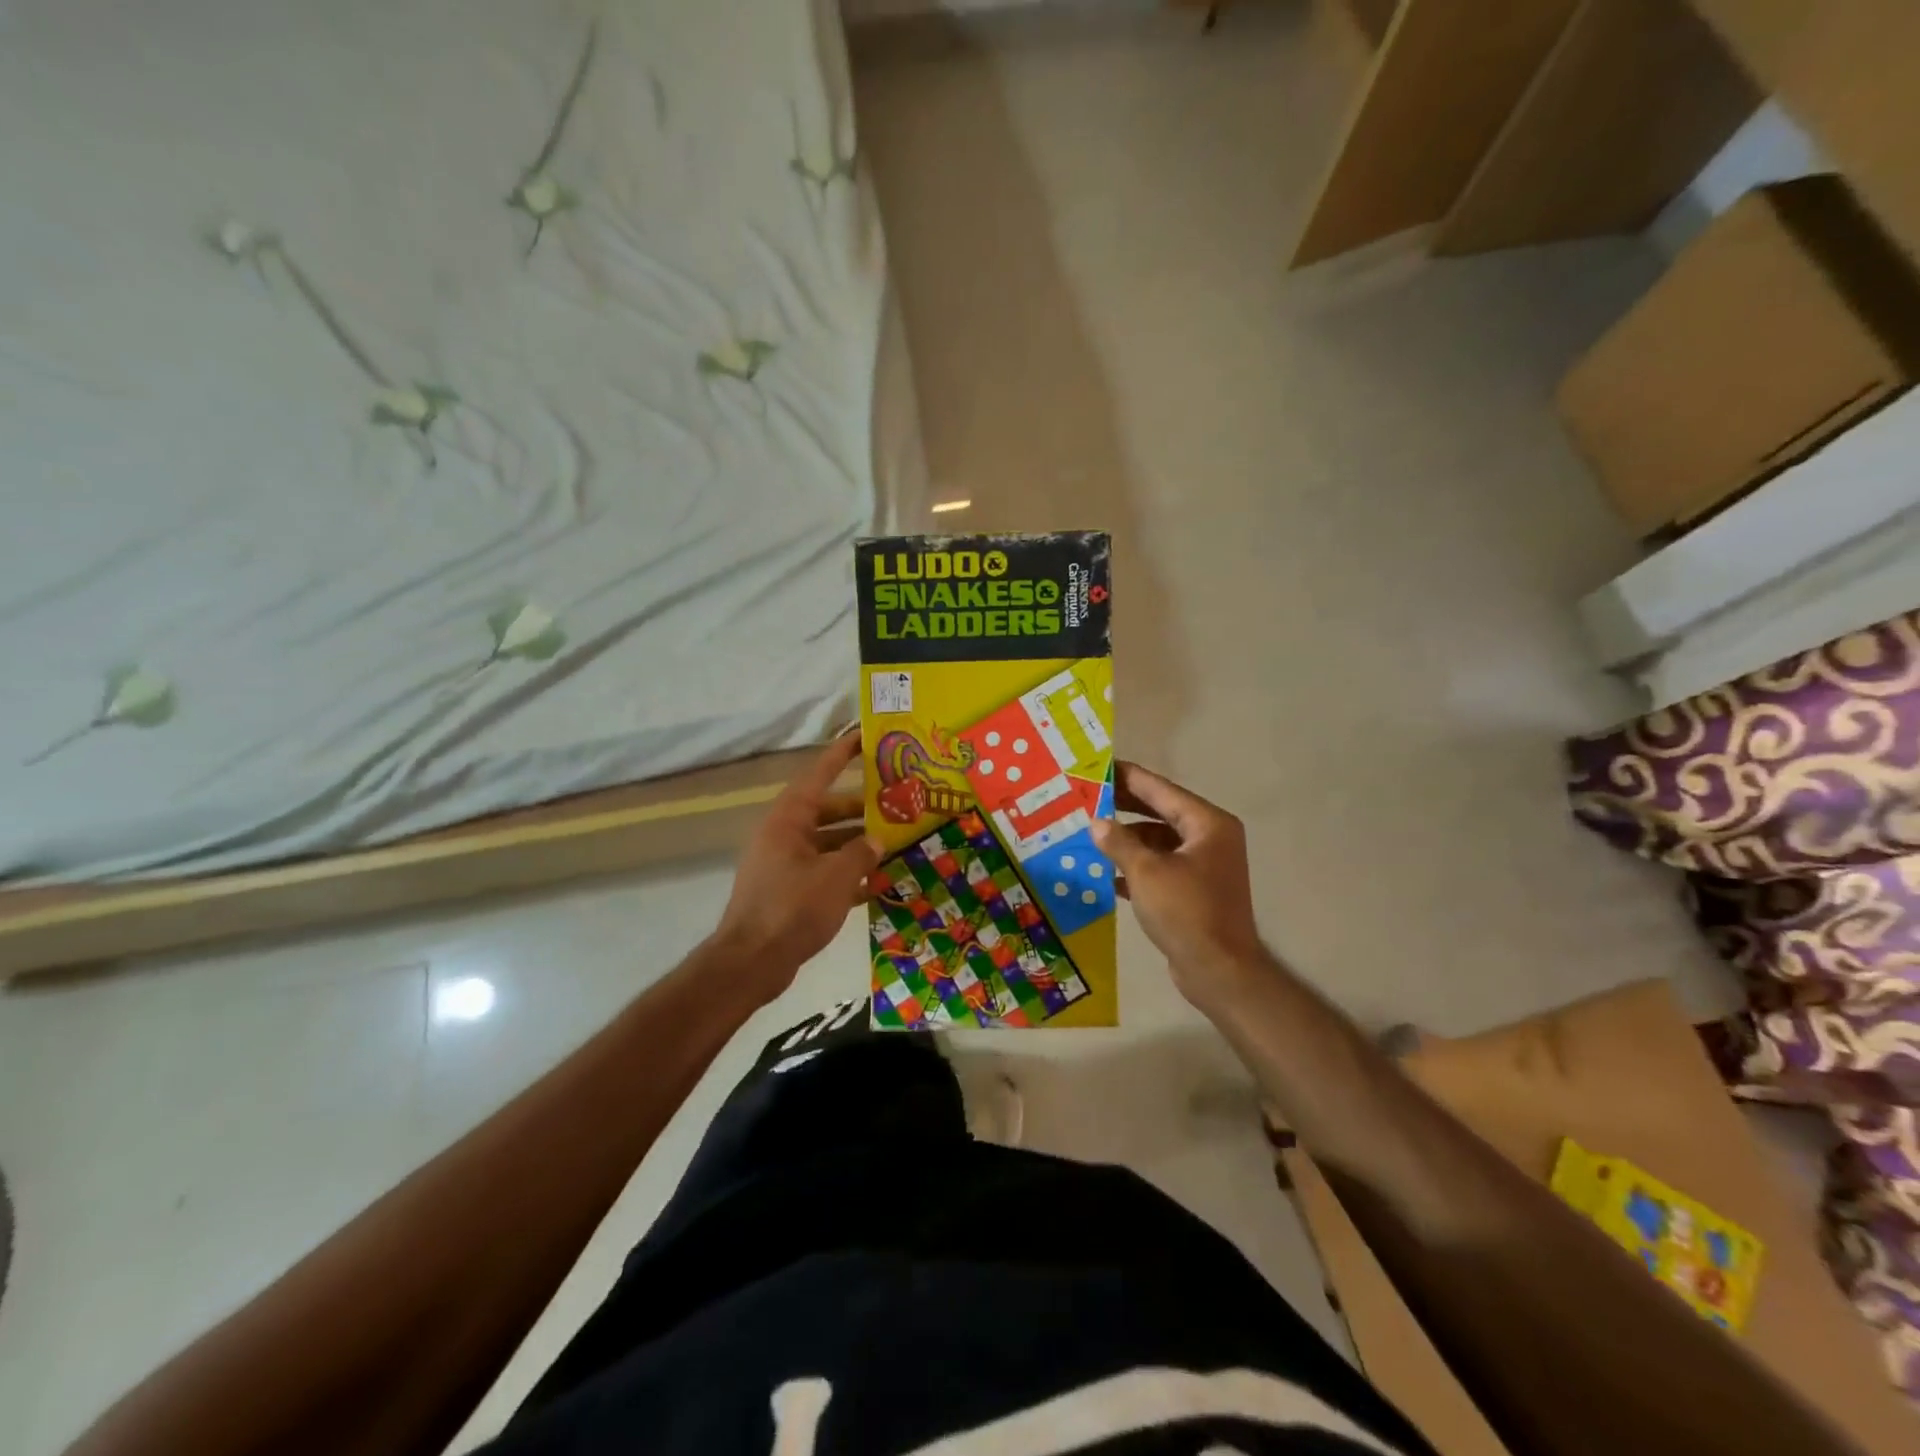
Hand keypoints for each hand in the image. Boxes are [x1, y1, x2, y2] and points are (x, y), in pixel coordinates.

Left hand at [715, 734, 880, 999]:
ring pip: (827, 844)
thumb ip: (861, 853)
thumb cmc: (792, 909)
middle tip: (896, 806)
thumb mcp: (836, 877)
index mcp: (788, 821)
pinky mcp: (788, 893)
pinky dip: (846, 875)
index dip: (841, 755)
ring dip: (857, 845)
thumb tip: (876, 840)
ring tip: (894, 845)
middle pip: (826, 812)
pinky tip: (877, 883)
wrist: (751, 963)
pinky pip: (822, 872)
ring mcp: (784, 865)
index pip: (818, 776)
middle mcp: (783, 836)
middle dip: (860, 810)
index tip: (862, 737)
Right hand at [1091, 761, 1268, 1009]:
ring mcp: (1204, 865)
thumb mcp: (1146, 872)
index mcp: (1207, 824)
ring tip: (1089, 833)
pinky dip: (1136, 866)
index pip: (1161, 790)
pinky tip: (1105, 872)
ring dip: (1126, 839)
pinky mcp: (1194, 890)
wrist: (1219, 971)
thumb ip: (1119, 842)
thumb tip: (1096, 822)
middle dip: (1123, 807)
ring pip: (1157, 841)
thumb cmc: (1186, 912)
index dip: (1128, 777)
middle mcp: (1210, 838)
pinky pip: (1160, 866)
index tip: (1099, 767)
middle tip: (1087, 796)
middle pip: (1160, 812)